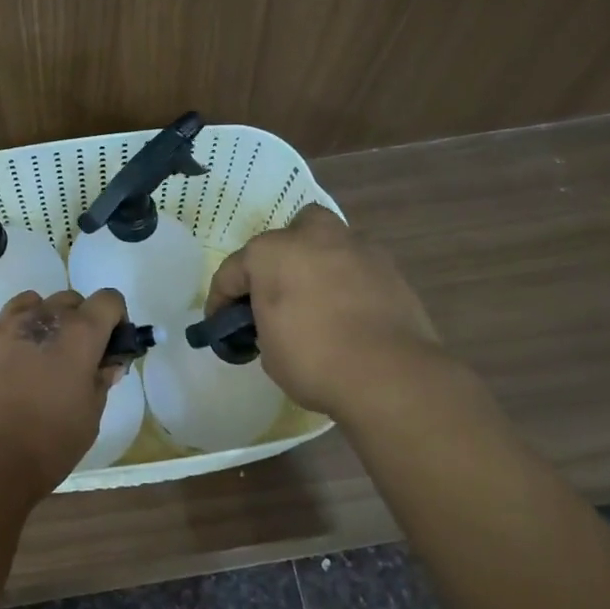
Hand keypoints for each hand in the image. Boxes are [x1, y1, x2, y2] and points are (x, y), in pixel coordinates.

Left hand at [0, 288, 128, 514]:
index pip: (108, 300)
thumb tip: (107, 365)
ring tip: (39, 356)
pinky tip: (5, 376)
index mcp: (78, 334)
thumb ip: (100, 382)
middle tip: (76, 358)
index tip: (111, 346)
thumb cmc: (46, 445)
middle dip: (80, 320)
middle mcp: (40, 319)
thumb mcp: (89, 418)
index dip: (116, 318)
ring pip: (30, 304)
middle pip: (69, 299)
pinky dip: (10, 342)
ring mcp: (1, 329)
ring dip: (43, 321)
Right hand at [205, 204, 450, 419]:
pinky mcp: (389, 267)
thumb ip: (264, 324)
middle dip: (278, 258)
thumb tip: (276, 322)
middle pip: (287, 235)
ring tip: (317, 300)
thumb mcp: (269, 351)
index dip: (220, 301)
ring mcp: (355, 247)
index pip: (232, 272)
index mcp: (271, 253)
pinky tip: (350, 312)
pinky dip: (349, 281)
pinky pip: (358, 266)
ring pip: (328, 241)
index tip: (219, 326)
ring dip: (318, 263)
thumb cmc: (314, 360)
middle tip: (277, 293)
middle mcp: (312, 238)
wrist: (389, 373)